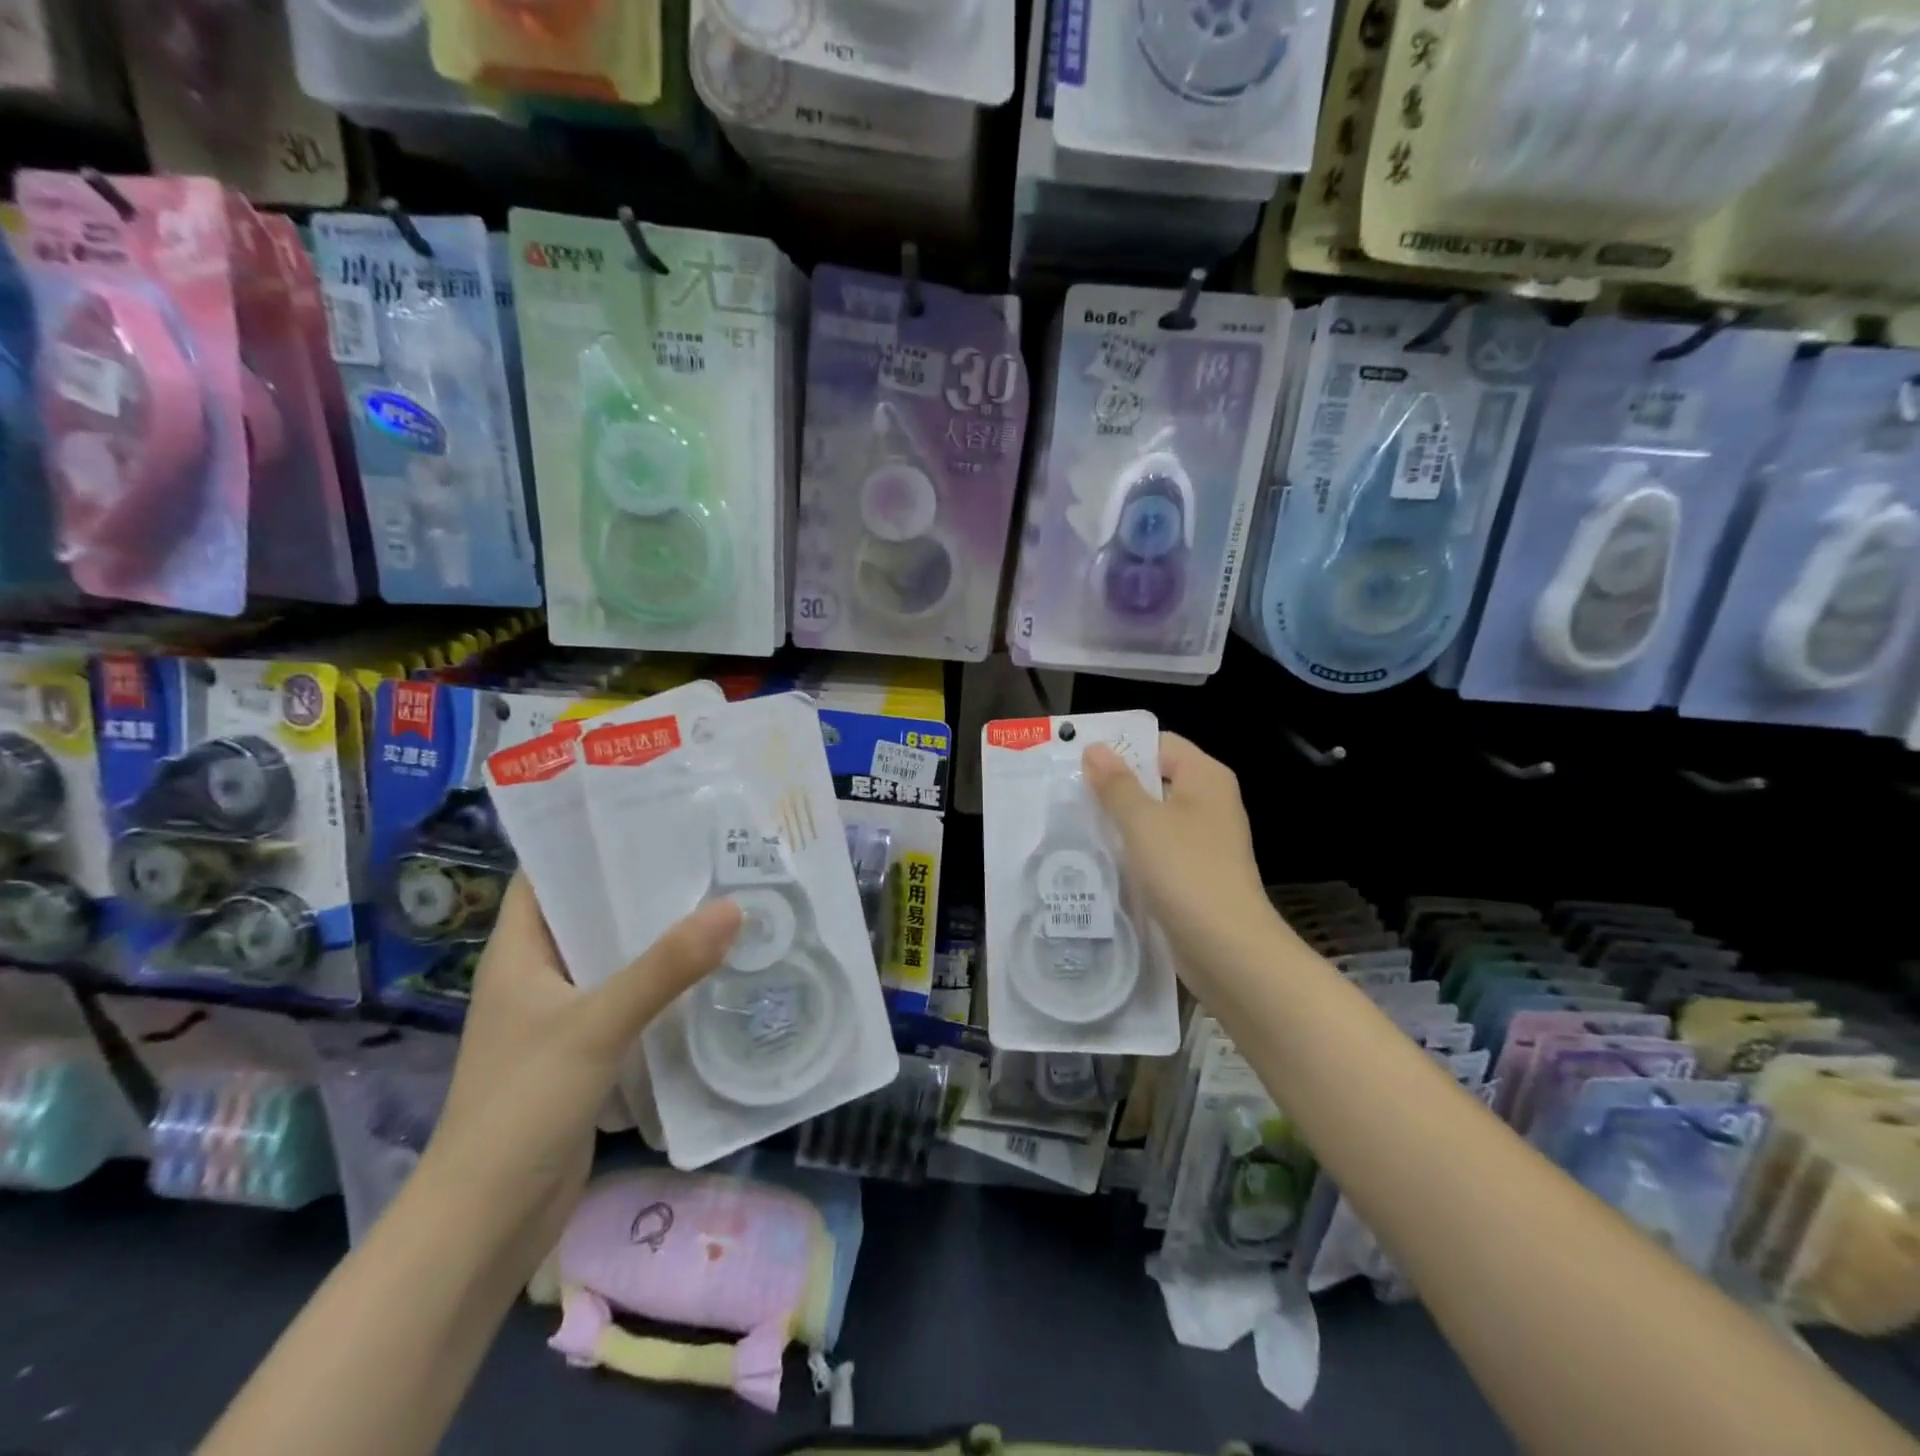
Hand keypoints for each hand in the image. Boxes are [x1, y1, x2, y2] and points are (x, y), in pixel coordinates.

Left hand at [420, 876, 740, 1271]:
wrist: (489, 1220)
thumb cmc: (522, 1105)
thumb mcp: (596, 1025)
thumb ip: (666, 967)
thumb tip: (734, 907)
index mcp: (519, 952)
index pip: (546, 873)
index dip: (586, 838)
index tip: (647, 808)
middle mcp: (538, 974)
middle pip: (590, 911)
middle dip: (641, 883)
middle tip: (706, 851)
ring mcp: (563, 1014)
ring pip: (615, 956)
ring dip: (659, 934)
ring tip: (721, 897)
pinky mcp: (587, 1050)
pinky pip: (630, 998)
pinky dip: (663, 981)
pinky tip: (711, 968)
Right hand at [1082, 733, 1286, 1002]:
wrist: (1227, 949)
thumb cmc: (1186, 872)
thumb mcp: (1143, 821)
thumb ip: (1116, 784)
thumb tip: (1095, 748)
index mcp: (1205, 777)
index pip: (1158, 744)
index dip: (1120, 749)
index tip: (1078, 763)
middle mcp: (1208, 802)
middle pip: (1154, 779)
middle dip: (1113, 786)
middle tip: (1066, 793)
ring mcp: (1202, 840)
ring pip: (1151, 817)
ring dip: (1117, 821)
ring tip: (1073, 823)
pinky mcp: (1192, 873)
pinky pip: (1155, 849)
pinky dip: (1130, 850)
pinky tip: (1097, 858)